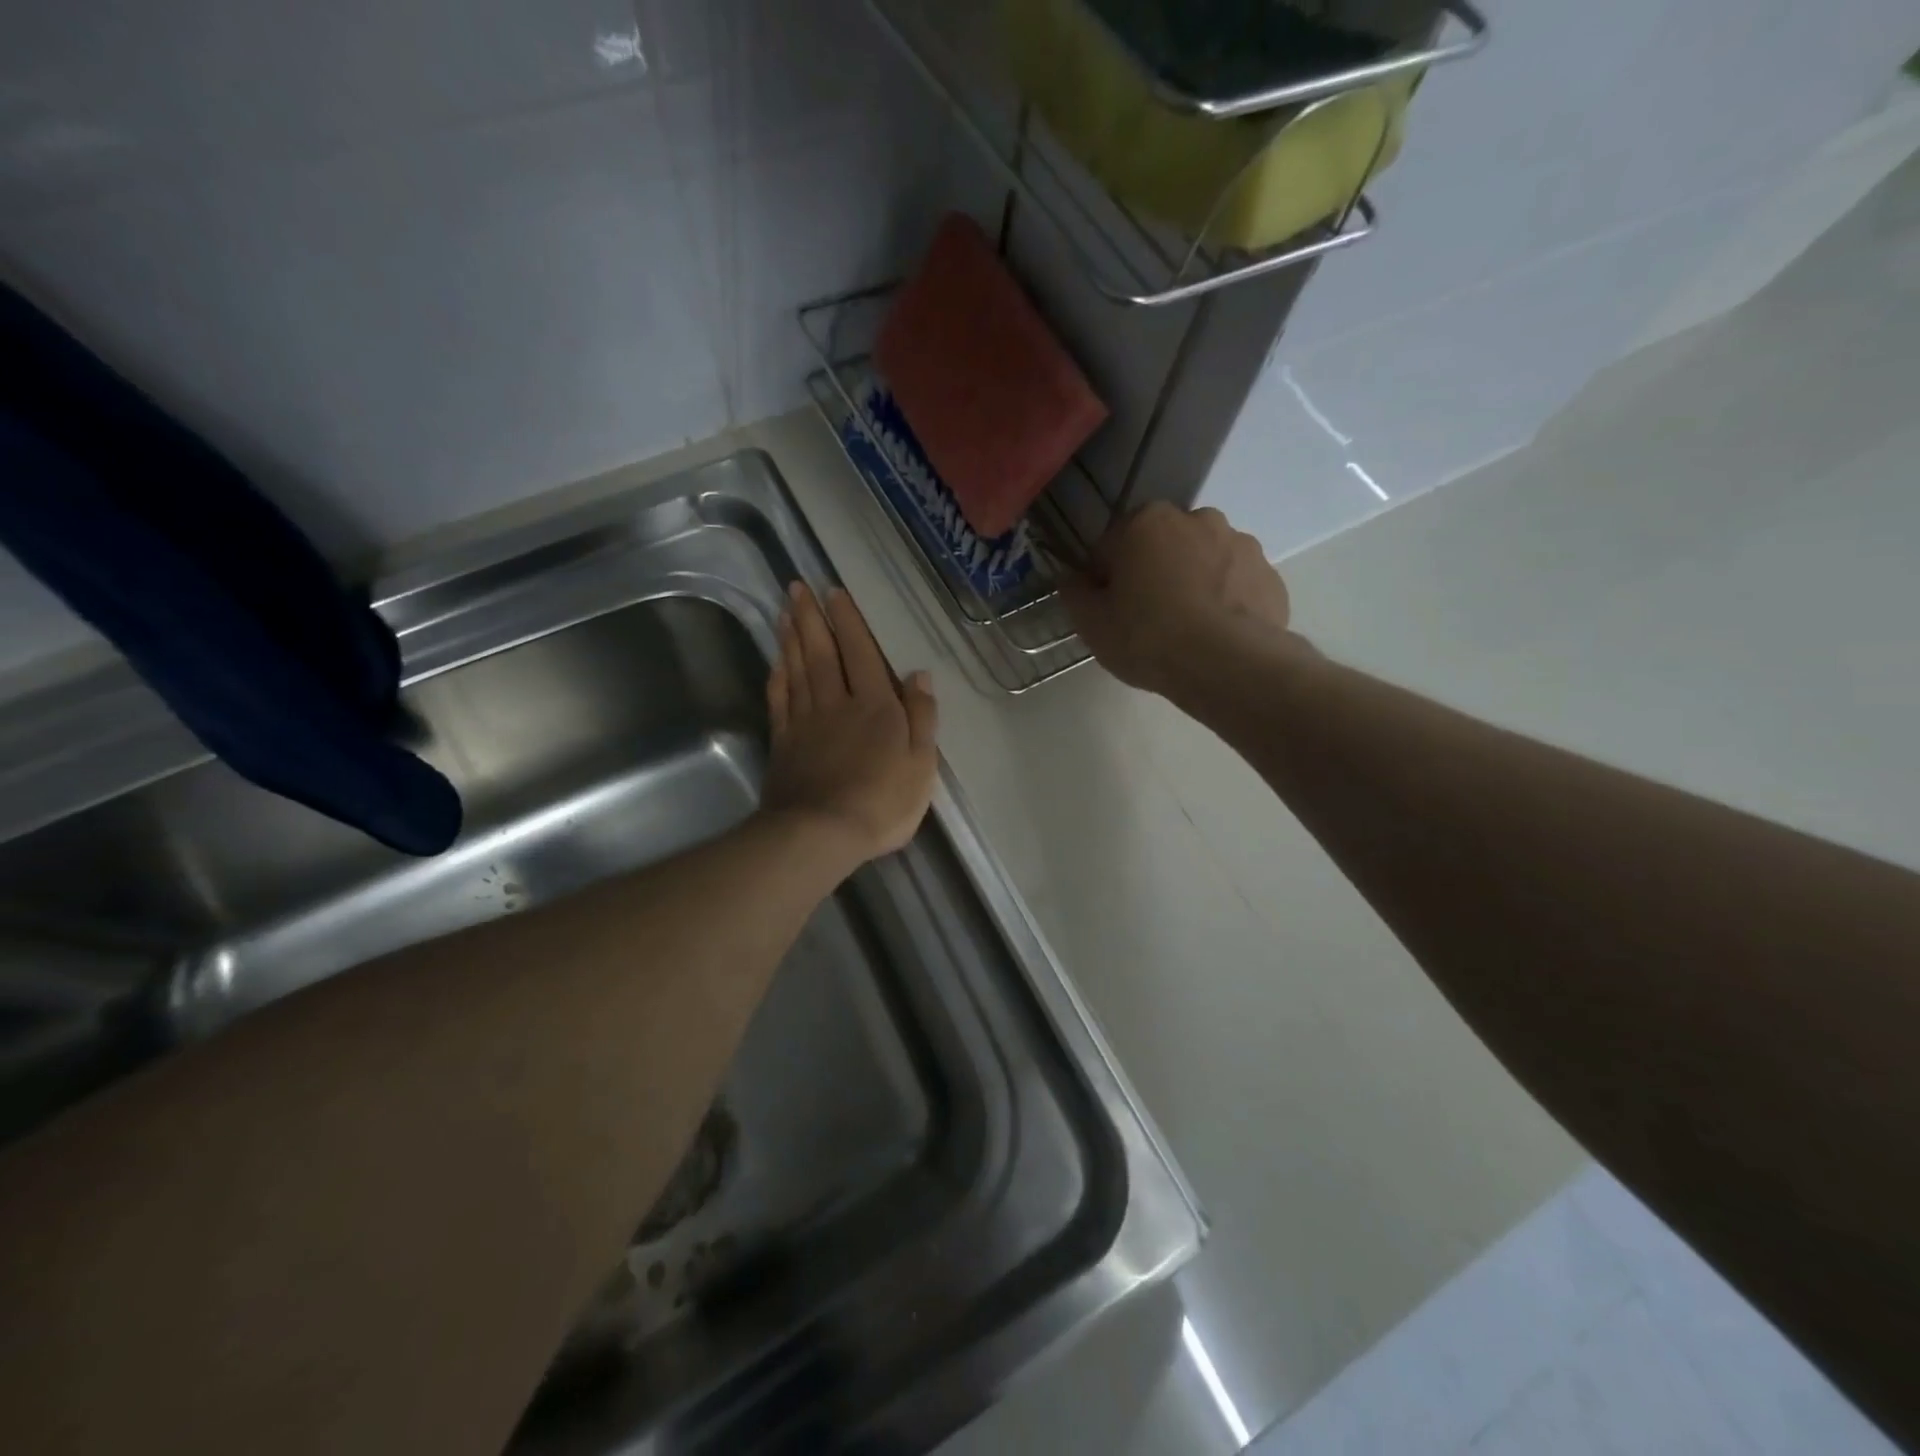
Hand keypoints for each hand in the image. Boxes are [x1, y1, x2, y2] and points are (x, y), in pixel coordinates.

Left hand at [762, 582, 938, 868]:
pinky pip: (780, 700)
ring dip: (791, 637)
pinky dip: (777, 676)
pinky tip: (776, 661)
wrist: (820, 833)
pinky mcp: (784, 743)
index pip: (861, 653)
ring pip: (797, 669)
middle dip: (811, 617)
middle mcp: (837, 704)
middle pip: (822, 652)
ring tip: (784, 611)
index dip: (849, 621)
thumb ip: (921, 716)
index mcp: (875, 706)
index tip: (834, 592)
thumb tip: (918, 673)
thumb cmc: (881, 802)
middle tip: (796, 586)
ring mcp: (806, 722)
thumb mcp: (920, 764)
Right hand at [1061, 503, 1293, 700]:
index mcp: (1146, 522)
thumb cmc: (1148, 637)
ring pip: (1204, 561)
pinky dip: (1227, 601)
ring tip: (1189, 630)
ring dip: (1194, 583)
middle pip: (1162, 547)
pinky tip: (1218, 635)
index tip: (1109, 611)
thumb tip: (1071, 578)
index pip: (1111, 547)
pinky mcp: (1270, 575)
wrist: (1227, 663)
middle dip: (1154, 573)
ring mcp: (1240, 544)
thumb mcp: (1092, 624)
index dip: (1105, 580)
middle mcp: (1196, 519)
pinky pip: (1236, 585)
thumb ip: (1074, 594)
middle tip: (1148, 619)